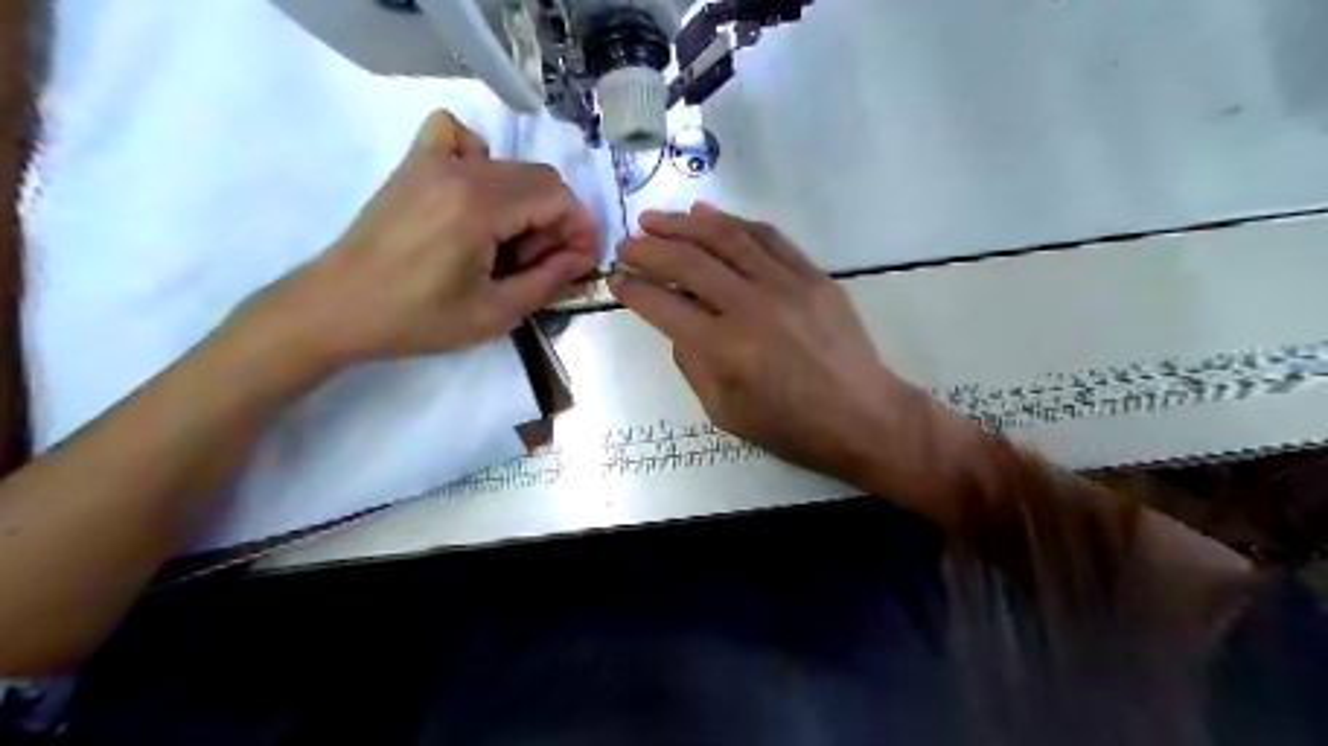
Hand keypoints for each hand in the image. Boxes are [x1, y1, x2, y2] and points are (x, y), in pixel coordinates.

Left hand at [234, 107, 597, 370]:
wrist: (337, 307)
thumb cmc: (417, 319)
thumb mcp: (494, 313)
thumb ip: (548, 280)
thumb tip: (582, 258)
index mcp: (480, 206)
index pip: (557, 198)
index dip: (580, 229)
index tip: (579, 263)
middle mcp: (460, 170)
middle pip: (540, 178)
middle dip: (557, 220)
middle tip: (542, 263)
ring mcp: (432, 160)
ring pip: (509, 164)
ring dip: (526, 202)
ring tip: (508, 243)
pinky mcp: (413, 164)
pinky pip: (458, 137)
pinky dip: (480, 160)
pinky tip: (475, 196)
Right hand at [610, 202, 926, 482]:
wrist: (862, 416)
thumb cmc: (791, 426)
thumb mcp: (725, 412)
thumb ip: (693, 364)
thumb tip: (679, 326)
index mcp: (724, 348)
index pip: (663, 306)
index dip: (632, 290)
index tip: (616, 279)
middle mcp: (750, 306)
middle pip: (687, 262)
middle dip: (648, 249)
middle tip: (626, 244)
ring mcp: (784, 284)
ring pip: (725, 238)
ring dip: (683, 224)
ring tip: (655, 218)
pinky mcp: (811, 275)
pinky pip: (766, 237)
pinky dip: (733, 222)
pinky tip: (708, 215)